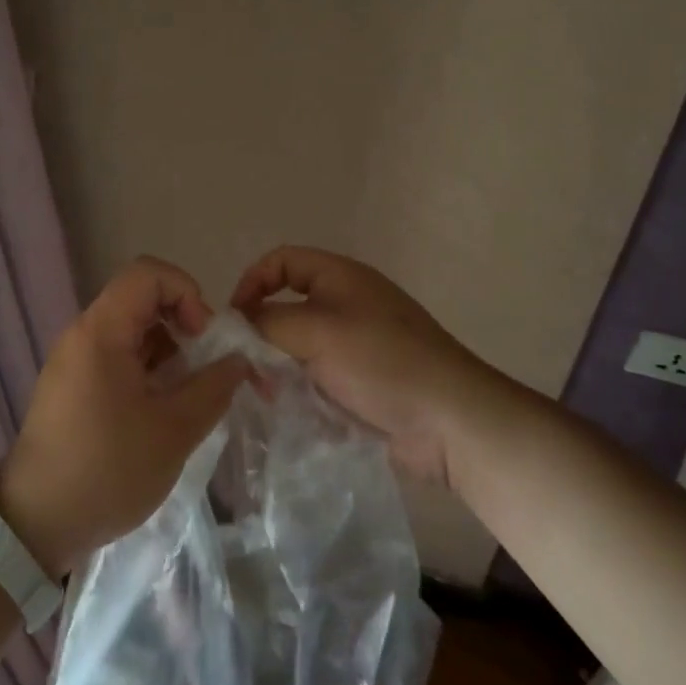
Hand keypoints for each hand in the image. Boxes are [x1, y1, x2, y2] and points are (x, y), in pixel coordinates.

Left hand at [0, 257, 247, 575]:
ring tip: (187, 395)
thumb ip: (213, 387)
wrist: (36, 523)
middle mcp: (82, 334)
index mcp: (101, 331)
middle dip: (182, 323)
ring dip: (166, 350)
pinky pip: (115, 356)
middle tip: (205, 367)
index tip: (204, 337)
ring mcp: (73, 360)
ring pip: (130, 330)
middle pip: (140, 299)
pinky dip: (145, 369)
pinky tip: (161, 410)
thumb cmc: (107, 470)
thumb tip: (238, 360)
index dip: (186, 292)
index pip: (148, 274)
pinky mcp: (71, 385)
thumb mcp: (174, 431)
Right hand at [232, 245, 491, 487]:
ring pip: (298, 346)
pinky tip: (288, 409)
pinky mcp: (360, 383)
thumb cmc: (381, 362)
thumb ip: (267, 322)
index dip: (252, 282)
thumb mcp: (316, 331)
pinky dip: (298, 388)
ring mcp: (355, 346)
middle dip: (262, 332)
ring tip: (267, 392)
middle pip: (287, 305)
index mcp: (340, 277)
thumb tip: (238, 327)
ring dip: (277, 366)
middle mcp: (346, 305)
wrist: (451, 422)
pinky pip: (316, 376)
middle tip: (247, 365)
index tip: (235, 320)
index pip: (282, 261)